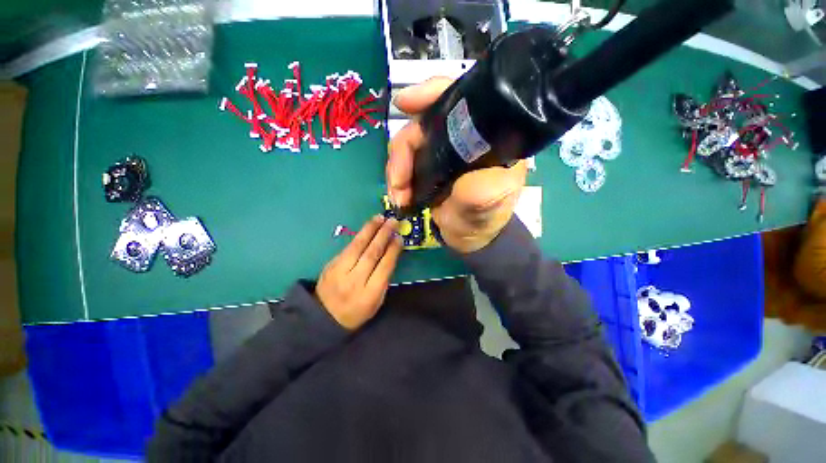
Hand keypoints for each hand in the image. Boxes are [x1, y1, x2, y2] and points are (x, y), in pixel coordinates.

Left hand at [316, 216, 402, 329]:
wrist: (323, 317)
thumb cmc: (356, 311)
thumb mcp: (376, 302)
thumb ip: (384, 280)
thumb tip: (391, 254)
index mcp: (369, 294)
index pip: (384, 267)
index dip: (393, 250)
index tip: (399, 237)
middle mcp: (354, 281)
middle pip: (371, 253)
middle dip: (383, 235)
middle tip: (392, 221)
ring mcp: (340, 272)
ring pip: (357, 246)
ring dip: (370, 230)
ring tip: (379, 218)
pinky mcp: (331, 265)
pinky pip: (348, 247)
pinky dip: (359, 236)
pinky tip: (367, 228)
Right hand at [387, 77, 527, 252]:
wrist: (469, 237)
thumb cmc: (485, 218)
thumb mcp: (489, 204)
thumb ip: (480, 187)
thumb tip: (453, 164)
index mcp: (485, 138)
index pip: (461, 99)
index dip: (430, 94)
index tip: (403, 103)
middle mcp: (462, 138)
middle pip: (423, 123)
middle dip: (403, 150)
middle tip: (398, 181)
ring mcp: (441, 152)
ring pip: (408, 144)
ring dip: (396, 169)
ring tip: (398, 195)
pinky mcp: (427, 167)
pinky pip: (404, 162)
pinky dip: (396, 177)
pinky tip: (398, 194)